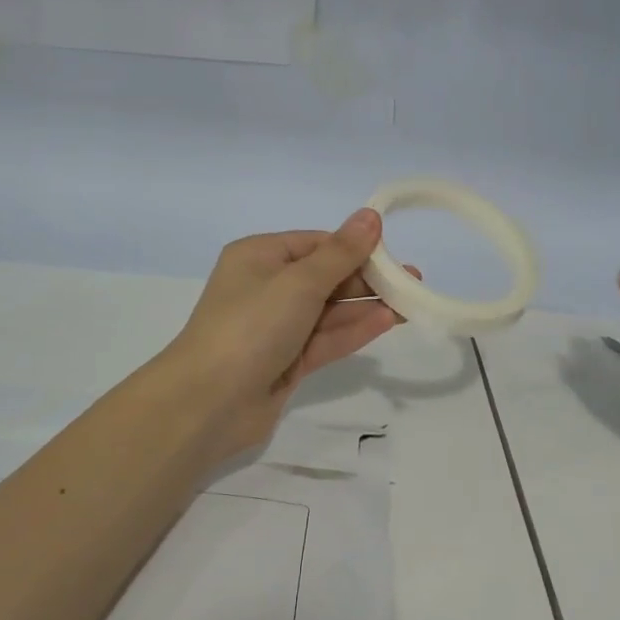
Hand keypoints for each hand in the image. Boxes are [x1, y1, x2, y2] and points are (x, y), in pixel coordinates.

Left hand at [164, 209, 410, 457]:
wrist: (208, 403)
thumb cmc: (251, 326)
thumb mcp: (299, 282)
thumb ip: (341, 253)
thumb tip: (370, 216)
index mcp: (259, 257)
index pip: (316, 244)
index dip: (354, 247)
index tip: (392, 254)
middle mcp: (266, 287)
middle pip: (325, 276)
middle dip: (366, 278)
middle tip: (412, 281)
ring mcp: (276, 327)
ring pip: (328, 310)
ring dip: (366, 305)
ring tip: (409, 302)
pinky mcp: (285, 361)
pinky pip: (324, 339)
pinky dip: (353, 331)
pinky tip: (386, 322)